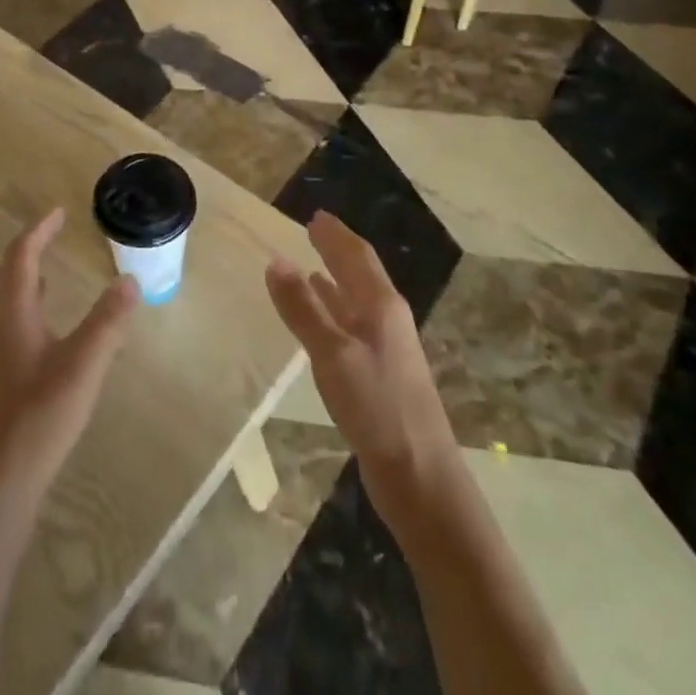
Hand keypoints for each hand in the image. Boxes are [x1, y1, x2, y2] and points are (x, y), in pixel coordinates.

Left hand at [0, 210, 139, 502]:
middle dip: (26, 251)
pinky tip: (46, 333)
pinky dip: (25, 309)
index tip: (59, 213)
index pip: (21, 257)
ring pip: (2, 302)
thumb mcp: (83, 366)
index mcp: (14, 313)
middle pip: (3, 275)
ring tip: (50, 276)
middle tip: (50, 239)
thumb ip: (108, 322)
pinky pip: (7, 325)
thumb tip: (129, 279)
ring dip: (23, 280)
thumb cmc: (39, 417)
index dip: (39, 231)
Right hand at [266, 212, 458, 527]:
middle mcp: (388, 320)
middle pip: (361, 275)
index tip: (315, 216)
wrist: (420, 478)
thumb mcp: (332, 354)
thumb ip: (303, 308)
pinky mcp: (380, 376)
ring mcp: (387, 349)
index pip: (357, 256)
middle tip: (313, 232)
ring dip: (336, 282)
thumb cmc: (377, 407)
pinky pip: (353, 327)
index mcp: (382, 306)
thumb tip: (275, 260)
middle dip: (338, 252)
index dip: (336, 235)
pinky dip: (334, 313)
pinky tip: (322, 322)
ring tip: (311, 268)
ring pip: (357, 302)